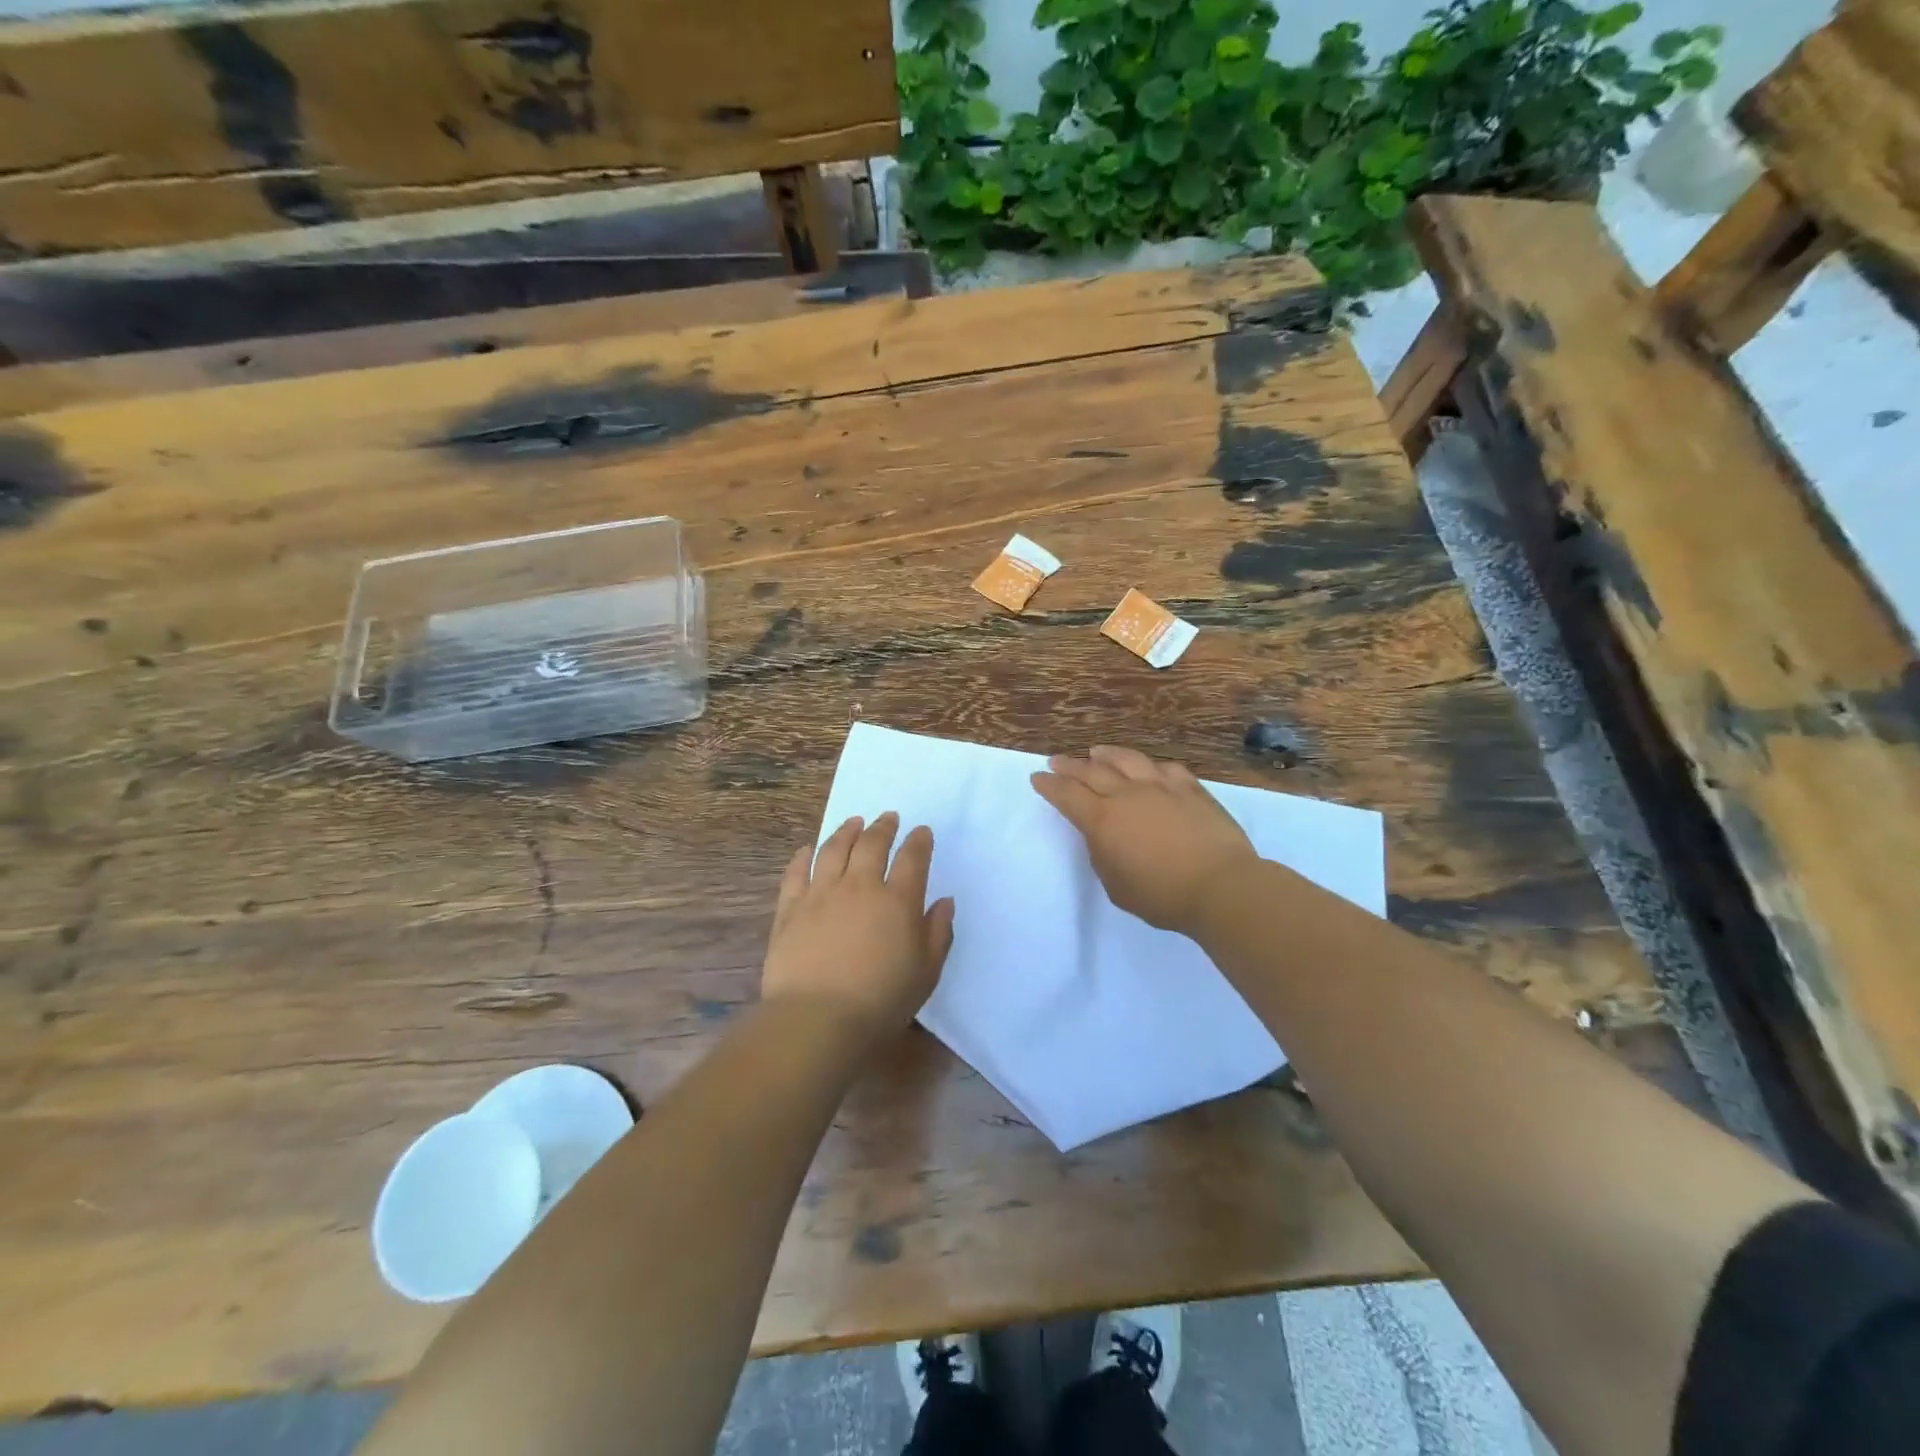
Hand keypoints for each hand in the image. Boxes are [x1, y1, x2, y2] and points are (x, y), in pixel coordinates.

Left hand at [761, 812, 955, 1042]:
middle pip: (871, 844)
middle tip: (888, 817)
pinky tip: (807, 849)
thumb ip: (938, 933)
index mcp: (897, 901)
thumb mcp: (926, 973)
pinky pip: (796, 873)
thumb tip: (944, 902)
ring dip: (846, 831)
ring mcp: (821, 894)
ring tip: (853, 822)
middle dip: (883, 827)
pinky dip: (803, 857)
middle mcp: (859, 886)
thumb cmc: (881, 1001)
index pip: (912, 859)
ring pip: (834, 850)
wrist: (817, 1018)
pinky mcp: (790, 909)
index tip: (922, 831)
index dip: (919, 841)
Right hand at [1032, 746, 1256, 934]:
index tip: (1037, 777)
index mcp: (1102, 820)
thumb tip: (1105, 836)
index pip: (1067, 795)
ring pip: (1127, 760)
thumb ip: (1103, 855)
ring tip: (1096, 751)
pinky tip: (1148, 767)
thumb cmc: (1162, 896)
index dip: (1049, 785)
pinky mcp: (1191, 789)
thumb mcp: (1116, 886)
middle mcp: (1127, 795)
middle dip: (1070, 765)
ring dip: (1106, 754)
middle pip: (1091, 771)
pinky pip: (1165, 768)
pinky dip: (1150, 766)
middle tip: (1057, 760)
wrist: (1220, 886)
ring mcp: (1161, 787)